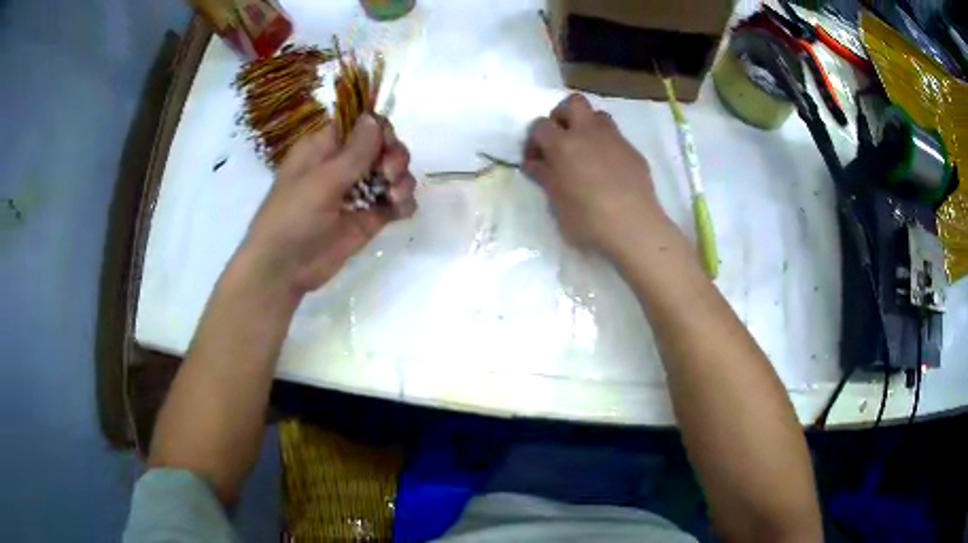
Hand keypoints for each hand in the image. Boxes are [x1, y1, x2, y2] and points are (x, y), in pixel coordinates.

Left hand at [241, 115, 416, 295]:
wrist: (284, 270)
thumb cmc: (292, 218)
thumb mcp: (321, 181)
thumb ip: (354, 152)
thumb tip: (374, 117)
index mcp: (325, 148)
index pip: (361, 124)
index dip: (379, 129)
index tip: (385, 145)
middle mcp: (343, 165)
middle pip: (383, 146)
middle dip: (394, 156)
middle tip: (389, 175)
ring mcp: (357, 192)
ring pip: (393, 173)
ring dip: (402, 180)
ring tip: (394, 197)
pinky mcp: (368, 218)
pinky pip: (394, 203)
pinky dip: (404, 203)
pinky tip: (401, 210)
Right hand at [524, 94, 669, 257]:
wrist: (634, 228)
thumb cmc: (589, 220)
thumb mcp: (557, 203)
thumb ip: (545, 177)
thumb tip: (534, 163)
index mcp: (563, 145)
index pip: (540, 125)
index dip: (534, 140)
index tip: (536, 159)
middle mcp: (588, 133)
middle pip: (573, 103)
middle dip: (562, 115)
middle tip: (561, 140)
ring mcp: (614, 139)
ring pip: (598, 115)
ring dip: (587, 125)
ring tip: (585, 150)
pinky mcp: (633, 151)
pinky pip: (616, 136)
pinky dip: (606, 144)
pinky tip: (608, 169)